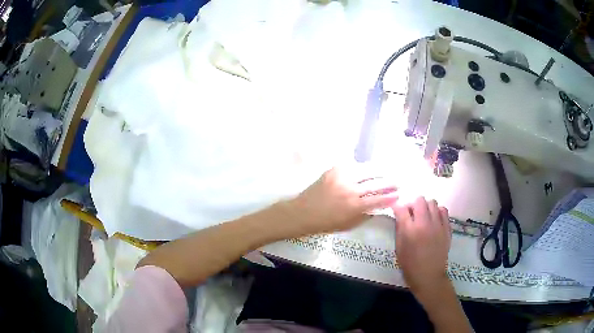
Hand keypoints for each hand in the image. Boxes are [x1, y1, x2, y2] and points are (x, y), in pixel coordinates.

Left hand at [286, 167, 398, 235]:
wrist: (303, 212)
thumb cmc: (326, 223)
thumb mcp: (349, 224)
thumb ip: (365, 214)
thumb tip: (379, 206)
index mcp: (354, 206)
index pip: (379, 199)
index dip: (391, 197)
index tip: (399, 194)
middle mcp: (351, 189)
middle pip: (376, 182)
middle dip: (389, 182)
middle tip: (398, 181)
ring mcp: (342, 177)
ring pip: (366, 170)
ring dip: (379, 171)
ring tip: (387, 171)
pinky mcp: (334, 169)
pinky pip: (353, 165)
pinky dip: (362, 168)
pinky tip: (368, 169)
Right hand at [393, 197, 451, 293]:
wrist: (429, 276)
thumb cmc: (410, 265)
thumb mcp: (399, 248)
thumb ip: (399, 229)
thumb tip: (400, 214)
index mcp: (410, 230)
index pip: (402, 208)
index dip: (397, 208)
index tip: (397, 211)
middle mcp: (424, 223)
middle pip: (419, 200)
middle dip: (413, 204)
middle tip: (411, 214)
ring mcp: (438, 224)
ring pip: (432, 202)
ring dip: (425, 207)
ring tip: (423, 217)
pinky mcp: (447, 228)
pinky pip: (443, 210)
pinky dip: (437, 211)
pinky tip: (434, 220)